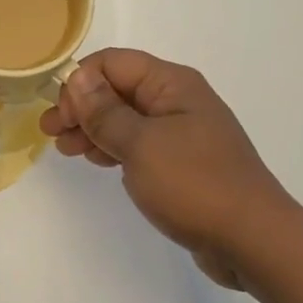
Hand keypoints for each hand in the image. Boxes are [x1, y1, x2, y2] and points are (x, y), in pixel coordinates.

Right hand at [41, 49, 291, 287]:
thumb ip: (105, 111)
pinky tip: (96, 160)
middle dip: (81, 106)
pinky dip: (113, 147)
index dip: (80, 83)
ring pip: (125, 118)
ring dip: (93, 128)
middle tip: (50, 134)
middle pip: (118, 89)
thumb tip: (77, 77)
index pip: (113, 63)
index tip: (61, 117)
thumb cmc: (194, 185)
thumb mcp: (141, 144)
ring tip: (66, 150)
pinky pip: (139, 143)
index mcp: (172, 84)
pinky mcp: (182, 162)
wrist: (251, 240)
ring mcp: (181, 132)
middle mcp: (178, 100)